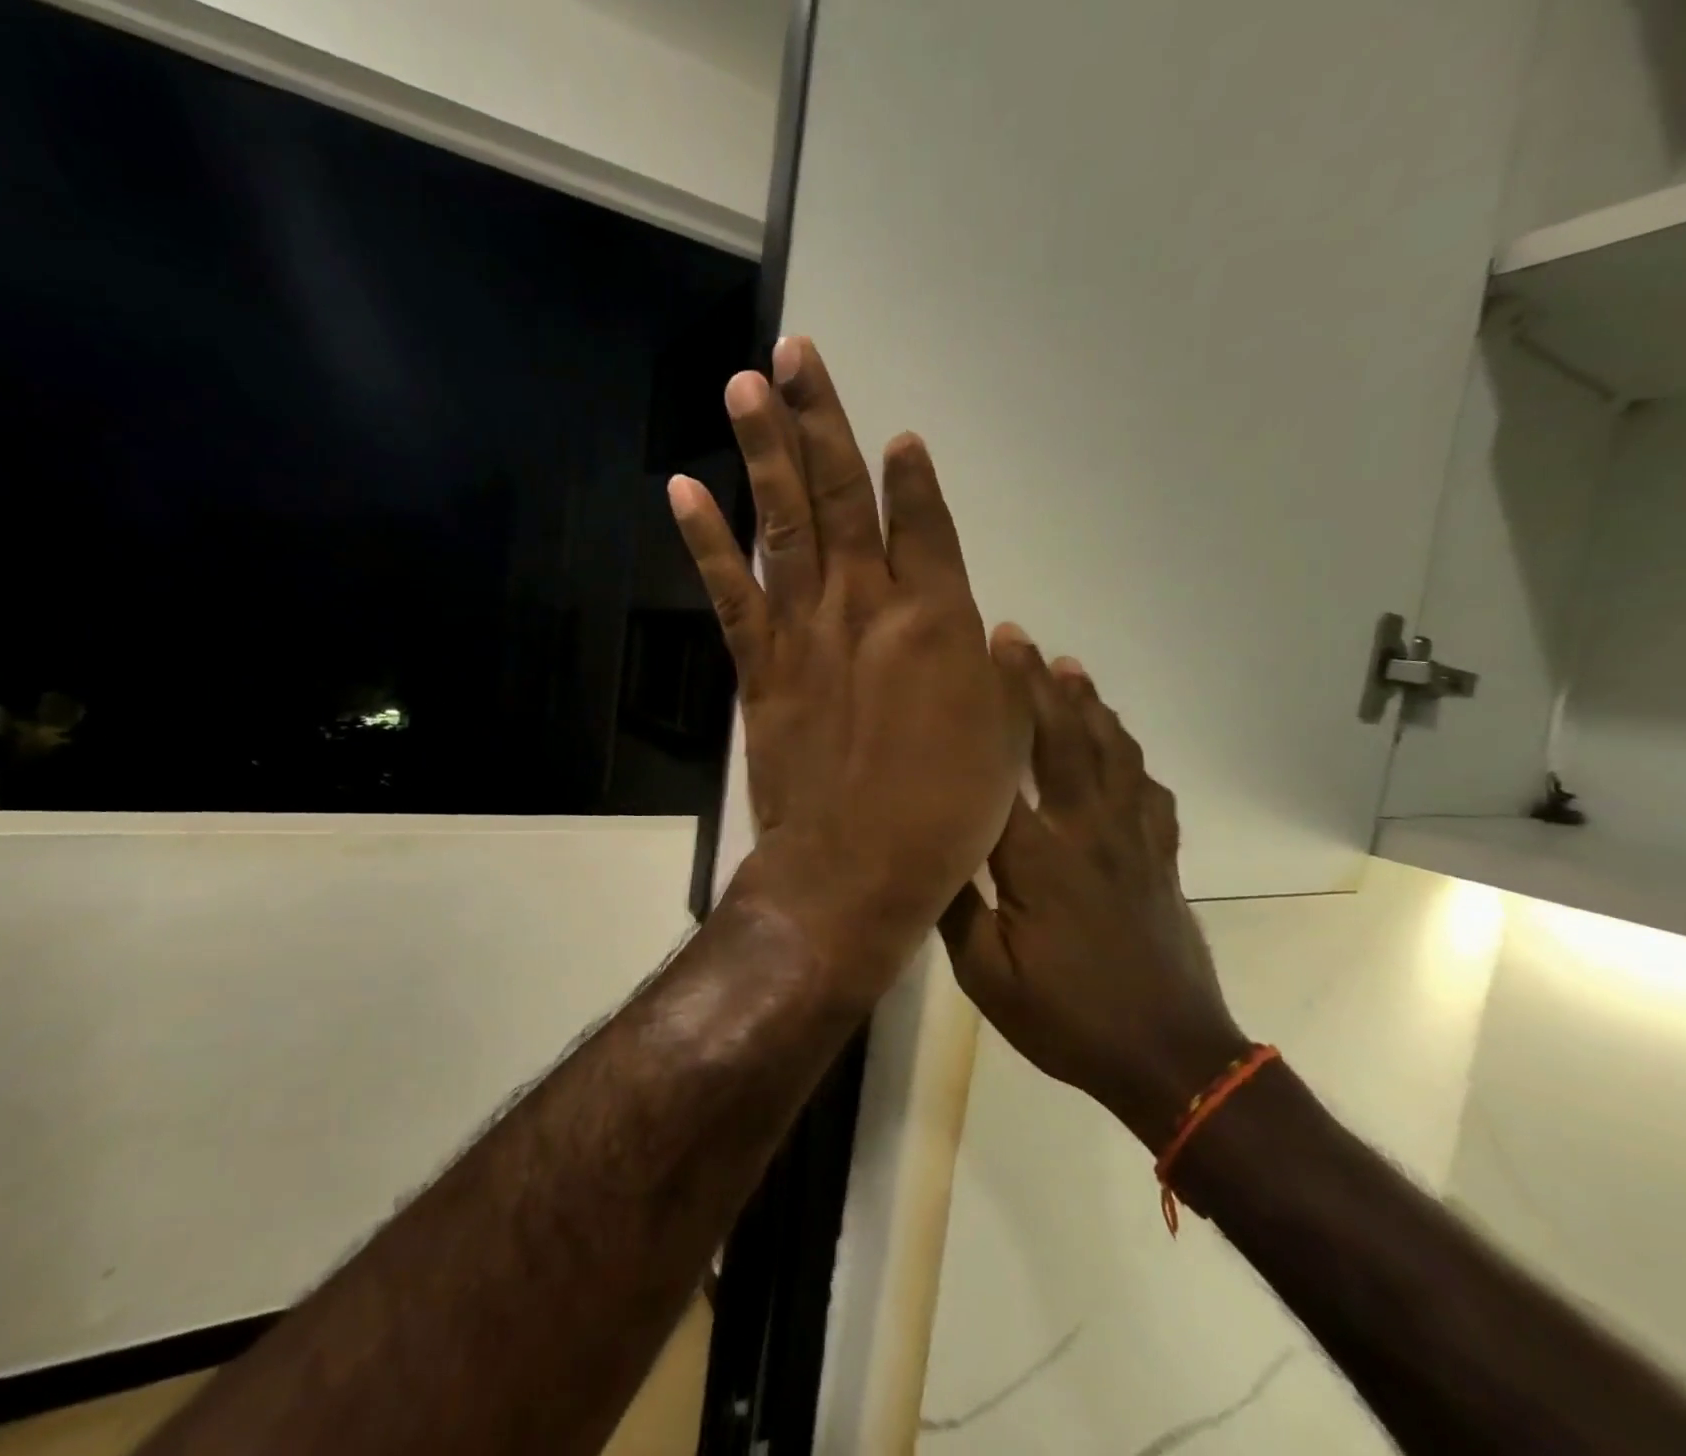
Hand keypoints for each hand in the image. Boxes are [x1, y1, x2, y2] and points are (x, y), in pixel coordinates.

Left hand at [671, 337, 1028, 1004]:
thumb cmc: (944, 817)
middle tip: (797, 354)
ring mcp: (805, 631)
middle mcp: (868, 606)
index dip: (912, 477)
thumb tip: (994, 633)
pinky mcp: (758, 666)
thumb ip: (997, 678)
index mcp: (939, 622)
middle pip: (843, 495)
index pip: (925, 524)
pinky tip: (684, 488)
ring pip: (784, 522)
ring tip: (746, 384)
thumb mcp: (1002, 742)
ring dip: (765, 448)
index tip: (898, 436)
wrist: (854, 871)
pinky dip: (704, 538)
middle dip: (822, 420)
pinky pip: (729, 590)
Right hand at [939, 637, 1247, 1149]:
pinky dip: (1132, 756)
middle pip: (1064, 742)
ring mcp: (1133, 842)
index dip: (988, 712)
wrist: (1172, 1059)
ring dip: (1088, 705)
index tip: (971, 667)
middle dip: (1036, 684)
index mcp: (1040, 861)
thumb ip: (954, 909)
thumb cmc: (1069, 1020)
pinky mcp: (1160, 859)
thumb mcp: (987, 978)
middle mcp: (1089, 834)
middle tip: (1015, 637)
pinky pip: (1149, 791)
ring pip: (1113, 754)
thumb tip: (926, 850)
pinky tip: (1120, 742)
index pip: (1007, 769)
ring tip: (1068, 667)